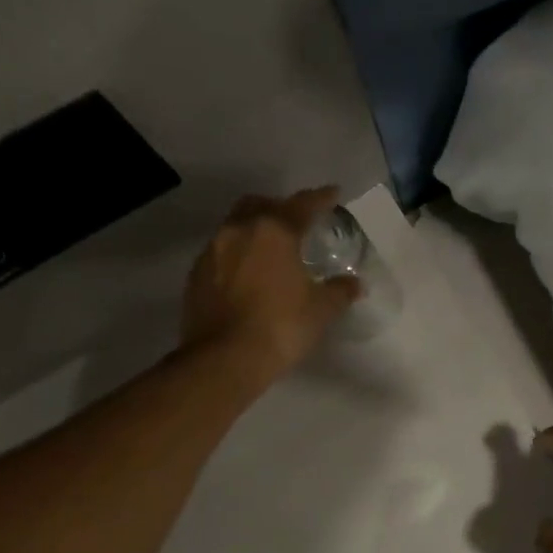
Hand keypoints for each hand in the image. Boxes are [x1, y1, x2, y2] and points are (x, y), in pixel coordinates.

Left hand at [181, 188, 360, 381]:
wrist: (224, 359)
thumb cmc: (281, 326)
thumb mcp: (321, 310)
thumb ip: (339, 291)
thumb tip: (355, 284)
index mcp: (274, 231)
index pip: (301, 205)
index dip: (320, 198)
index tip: (333, 193)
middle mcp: (239, 230)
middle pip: (260, 205)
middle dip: (279, 207)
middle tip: (296, 221)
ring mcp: (212, 251)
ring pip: (235, 226)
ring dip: (254, 230)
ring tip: (270, 249)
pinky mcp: (196, 275)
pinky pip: (220, 253)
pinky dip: (237, 255)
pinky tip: (248, 275)